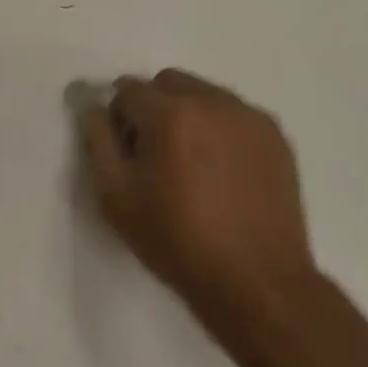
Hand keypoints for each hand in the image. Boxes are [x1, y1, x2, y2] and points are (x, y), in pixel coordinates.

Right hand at [81, 69, 318, 339]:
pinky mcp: (274, 134)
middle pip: (168, 82)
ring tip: (193, 165)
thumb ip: (97, 141)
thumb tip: (93, 107)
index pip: (128, 89)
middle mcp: (212, 101)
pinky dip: (220, 129)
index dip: (119, 117)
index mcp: (171, 114)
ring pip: (203, 94)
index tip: (125, 152)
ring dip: (188, 114)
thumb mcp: (116, 198)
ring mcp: (248, 116)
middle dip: (153, 107)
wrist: (258, 284)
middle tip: (156, 154)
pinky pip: (234, 114)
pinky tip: (223, 172)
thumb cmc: (178, 242)